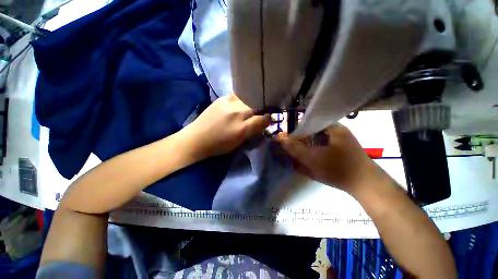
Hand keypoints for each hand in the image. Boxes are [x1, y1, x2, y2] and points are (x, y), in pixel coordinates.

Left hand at [183, 93, 269, 158]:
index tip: (269, 118)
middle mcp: (237, 113)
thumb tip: (262, 123)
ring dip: (252, 102)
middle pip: (256, 106)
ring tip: (253, 105)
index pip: (263, 119)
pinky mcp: (221, 99)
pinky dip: (242, 98)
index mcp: (242, 128)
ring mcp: (228, 104)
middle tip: (263, 111)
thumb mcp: (238, 143)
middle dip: (262, 108)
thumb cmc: (219, 145)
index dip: (268, 118)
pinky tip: (241, 102)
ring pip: (248, 99)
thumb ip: (252, 132)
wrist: (197, 139)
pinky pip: (236, 95)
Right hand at [276, 124, 383, 193]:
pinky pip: (321, 146)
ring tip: (294, 148)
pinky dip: (313, 149)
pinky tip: (306, 156)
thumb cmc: (339, 169)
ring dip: (305, 143)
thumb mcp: (313, 158)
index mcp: (333, 128)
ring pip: (316, 139)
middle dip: (299, 136)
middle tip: (288, 142)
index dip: (297, 125)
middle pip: (312, 130)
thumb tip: (280, 138)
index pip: (310, 120)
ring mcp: (339, 142)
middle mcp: (336, 132)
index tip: (286, 132)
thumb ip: (295, 148)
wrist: (365, 186)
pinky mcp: (339, 151)